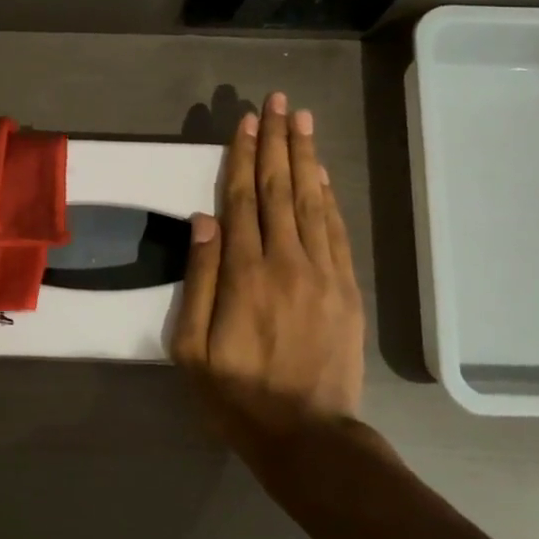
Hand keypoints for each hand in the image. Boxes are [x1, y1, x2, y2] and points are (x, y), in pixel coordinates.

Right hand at [171, 92, 365, 455]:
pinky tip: (321, 173)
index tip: (245, 121)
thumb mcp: (192, 348)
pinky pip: (336, 231)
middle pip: (279, 189)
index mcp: (244, 274)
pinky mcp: (346, 288)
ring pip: (311, 202)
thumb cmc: (237, 395)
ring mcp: (322, 273)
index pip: (242, 200)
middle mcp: (286, 261)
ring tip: (301, 120)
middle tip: (276, 102)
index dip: (243, 157)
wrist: (307, 435)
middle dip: (276, 142)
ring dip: (305, 157)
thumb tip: (203, 219)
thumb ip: (198, 280)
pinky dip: (329, 197)